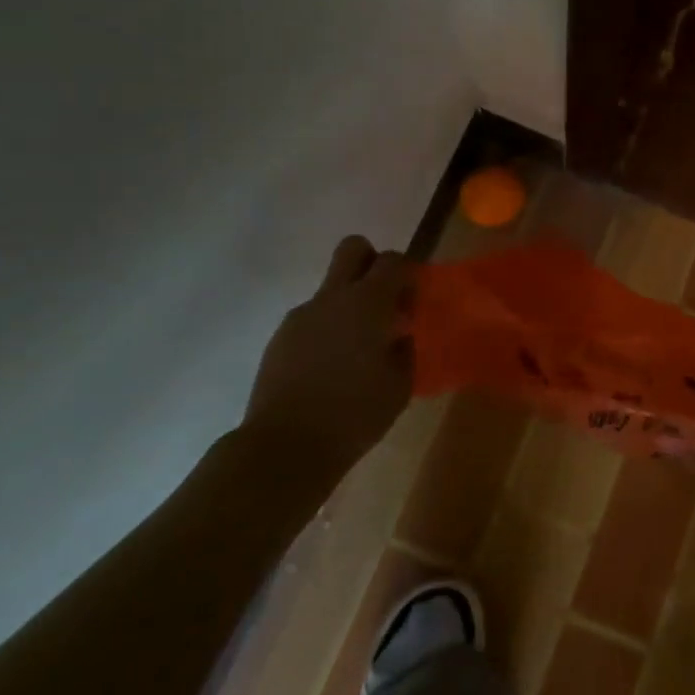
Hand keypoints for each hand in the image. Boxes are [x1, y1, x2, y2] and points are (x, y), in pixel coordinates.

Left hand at [242, 235, 414, 474]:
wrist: (285, 446)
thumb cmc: (355, 414)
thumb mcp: (401, 385)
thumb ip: (405, 349)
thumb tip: (399, 335)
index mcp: (369, 303)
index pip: (393, 261)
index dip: (408, 273)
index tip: (413, 301)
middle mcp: (334, 297)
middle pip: (353, 249)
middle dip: (372, 262)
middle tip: (383, 300)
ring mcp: (302, 315)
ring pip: (331, 289)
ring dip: (348, 304)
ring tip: (356, 350)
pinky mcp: (281, 338)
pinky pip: (313, 318)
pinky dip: (327, 330)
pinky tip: (330, 368)